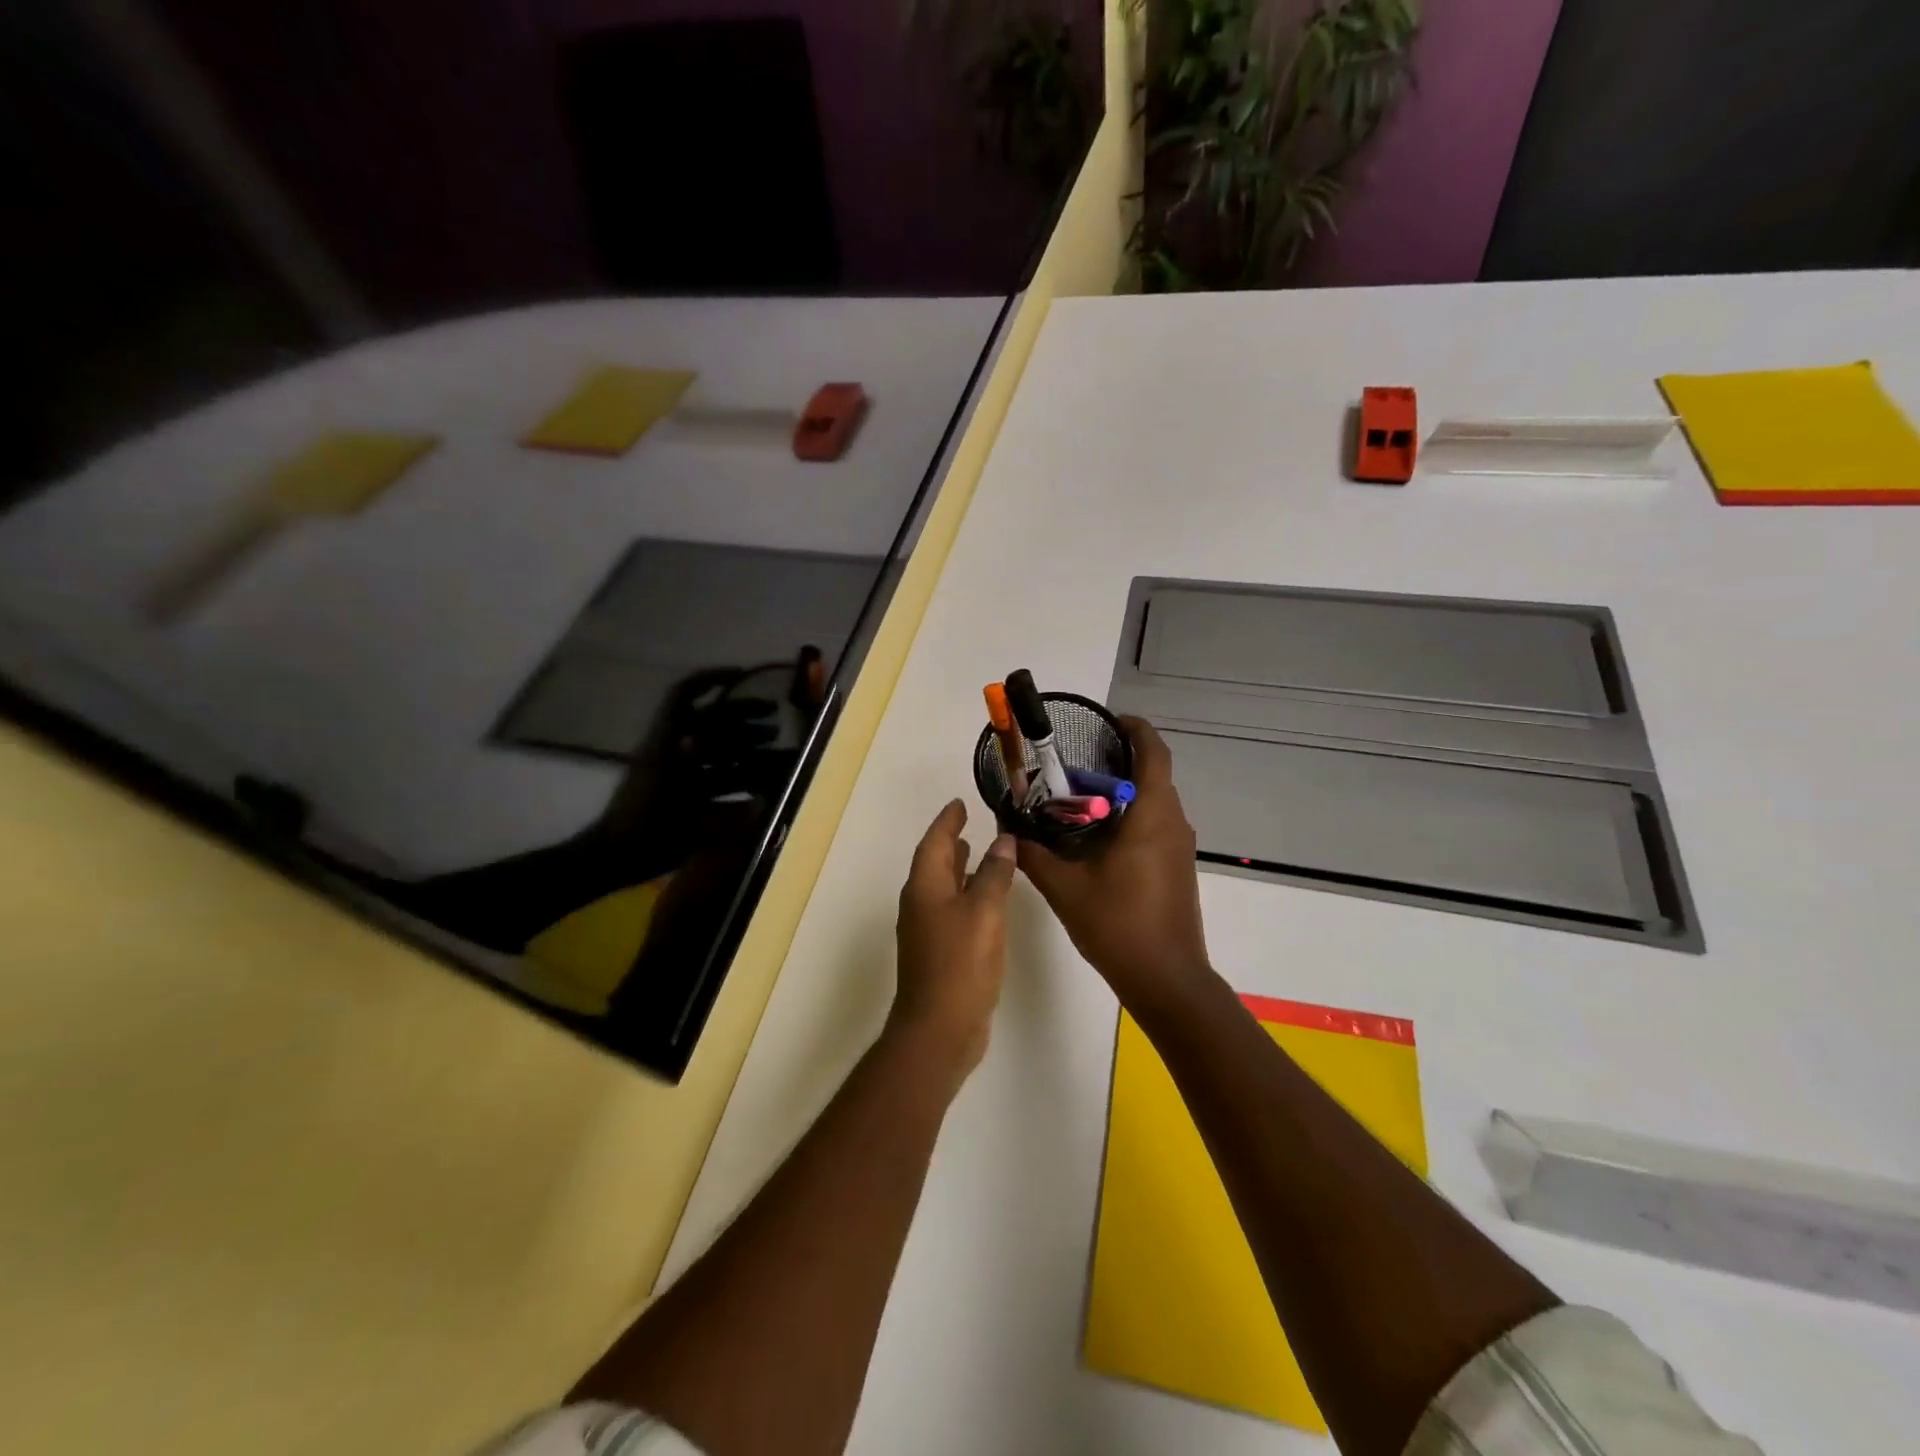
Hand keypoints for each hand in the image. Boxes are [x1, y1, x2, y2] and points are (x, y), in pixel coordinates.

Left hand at [891, 799, 1017, 1079]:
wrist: (939, 1028)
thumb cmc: (960, 964)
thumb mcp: (984, 912)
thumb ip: (995, 874)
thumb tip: (1003, 840)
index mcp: (925, 887)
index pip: (934, 842)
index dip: (948, 821)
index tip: (960, 803)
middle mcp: (920, 904)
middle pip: (934, 863)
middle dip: (951, 841)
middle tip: (971, 823)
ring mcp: (927, 930)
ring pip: (942, 887)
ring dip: (958, 868)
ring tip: (979, 852)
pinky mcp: (939, 952)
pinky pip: (951, 909)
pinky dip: (966, 894)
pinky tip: (986, 900)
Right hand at [1017, 717, 1211, 1012]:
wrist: (1166, 979)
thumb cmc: (1119, 926)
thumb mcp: (1065, 888)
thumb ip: (1033, 854)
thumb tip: (1007, 828)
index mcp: (1152, 817)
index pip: (1154, 753)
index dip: (1135, 729)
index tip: (1108, 722)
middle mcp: (1173, 823)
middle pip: (1153, 774)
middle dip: (1118, 761)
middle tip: (1075, 765)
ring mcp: (1179, 847)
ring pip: (1154, 802)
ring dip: (1123, 792)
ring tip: (1078, 798)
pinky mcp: (1177, 867)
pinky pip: (1156, 825)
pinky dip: (1130, 817)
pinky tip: (1096, 836)